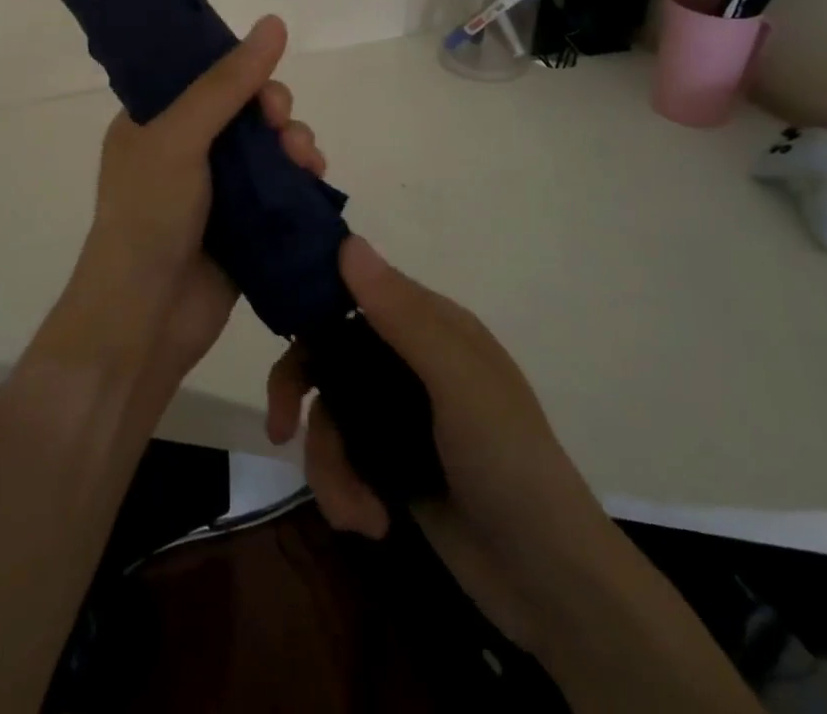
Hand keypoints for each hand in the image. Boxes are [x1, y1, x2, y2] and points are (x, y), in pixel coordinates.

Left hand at [57, 15, 326, 390]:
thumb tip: (274, 22)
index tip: (265, 88)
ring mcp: (214, 189)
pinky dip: (299, 178)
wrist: (145, 318)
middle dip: (274, 112)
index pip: (204, 76)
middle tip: (284, 127)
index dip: (241, 72)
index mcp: (154, 121)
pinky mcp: (243, 224)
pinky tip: (314, 180)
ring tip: (307, 161)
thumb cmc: (149, 215)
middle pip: (244, 111)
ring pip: (267, 148)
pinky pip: (279, 187)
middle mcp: (183, 149)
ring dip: (294, 143)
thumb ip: (226, 83)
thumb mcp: (180, 136)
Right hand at [265, 237, 615, 647]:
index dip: (311, 300)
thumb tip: (347, 241)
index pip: (356, 289)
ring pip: (329, 413)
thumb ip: (403, 317)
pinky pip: (342, 459)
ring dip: (329, 465)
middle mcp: (408, 361)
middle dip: (299, 391)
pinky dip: (344, 491)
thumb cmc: (510, 464)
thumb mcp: (459, 385)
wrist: (551, 585)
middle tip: (280, 426)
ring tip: (355, 513)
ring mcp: (398, 414)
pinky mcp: (390, 464)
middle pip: (328, 354)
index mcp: (430, 326)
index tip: (275, 327)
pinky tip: (370, 524)